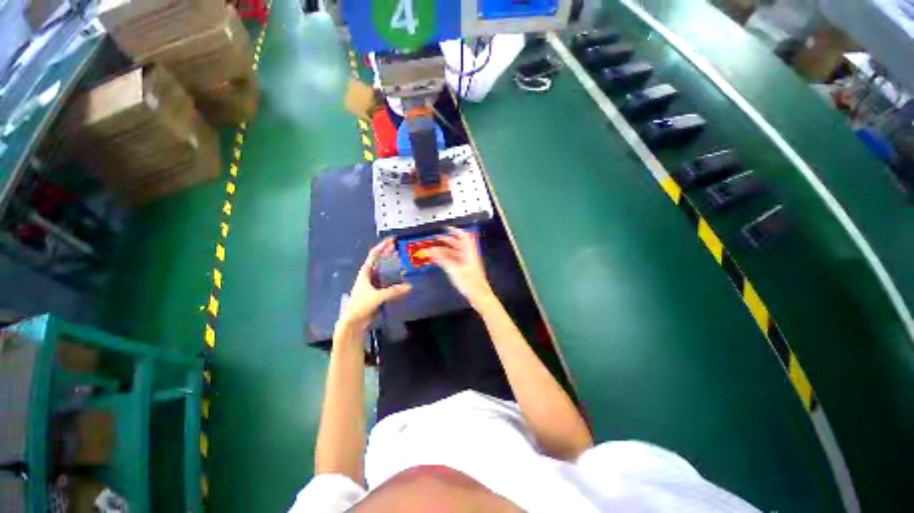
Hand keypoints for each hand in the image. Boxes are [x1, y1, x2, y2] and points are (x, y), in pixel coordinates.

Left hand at [338, 239, 411, 330]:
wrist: (354, 322)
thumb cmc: (361, 305)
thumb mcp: (377, 296)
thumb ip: (393, 291)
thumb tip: (409, 287)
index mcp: (365, 272)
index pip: (374, 255)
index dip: (382, 246)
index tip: (392, 240)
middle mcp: (369, 276)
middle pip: (380, 261)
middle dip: (389, 253)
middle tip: (401, 248)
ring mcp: (374, 284)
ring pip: (385, 271)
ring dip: (393, 265)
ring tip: (404, 261)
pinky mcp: (378, 292)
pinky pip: (388, 282)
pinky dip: (395, 278)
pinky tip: (402, 279)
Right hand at [429, 227, 494, 308]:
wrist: (479, 295)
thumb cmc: (469, 282)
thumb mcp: (454, 269)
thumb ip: (442, 259)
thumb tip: (432, 250)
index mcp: (469, 252)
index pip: (463, 236)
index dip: (455, 230)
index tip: (446, 228)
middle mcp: (469, 255)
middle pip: (459, 244)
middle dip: (447, 240)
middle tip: (436, 239)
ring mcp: (468, 262)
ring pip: (456, 252)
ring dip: (446, 250)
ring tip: (435, 250)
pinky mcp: (466, 269)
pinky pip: (456, 260)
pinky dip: (448, 258)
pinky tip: (440, 260)